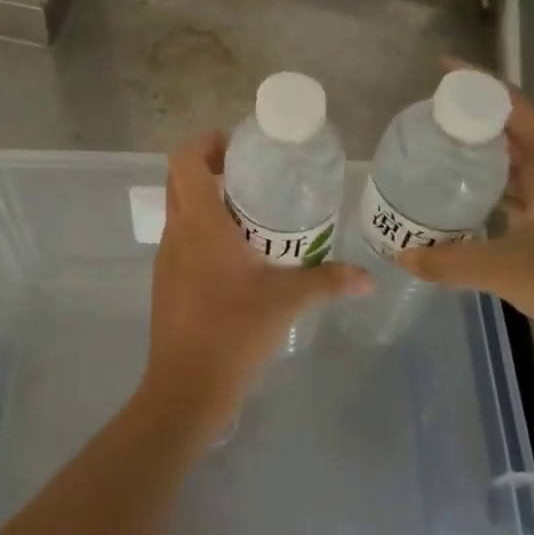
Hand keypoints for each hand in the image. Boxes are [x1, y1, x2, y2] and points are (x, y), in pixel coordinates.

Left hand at [139, 132, 370, 435]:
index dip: (205, 142)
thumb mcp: (286, 302)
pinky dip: (202, 229)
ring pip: (178, 209)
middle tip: (249, 173)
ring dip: (206, 199)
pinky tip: (236, 255)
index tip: (236, 146)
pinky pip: (181, 238)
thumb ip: (327, 282)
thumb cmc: (233, 334)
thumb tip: (367, 277)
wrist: (185, 391)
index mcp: (199, 225)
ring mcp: (166, 258)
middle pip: (178, 179)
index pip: (184, 161)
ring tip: (250, 212)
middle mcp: (176, 233)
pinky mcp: (166, 281)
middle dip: (208, 166)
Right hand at [395, 65, 533, 372]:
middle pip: (514, 127)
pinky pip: (524, 185)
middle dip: (473, 115)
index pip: (513, 105)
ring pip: (520, 157)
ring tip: (438, 144)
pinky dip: (495, 180)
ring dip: (483, 149)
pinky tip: (465, 190)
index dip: (476, 83)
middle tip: (427, 113)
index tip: (440, 68)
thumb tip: (401, 256)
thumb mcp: (506, 269)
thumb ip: (449, 260)